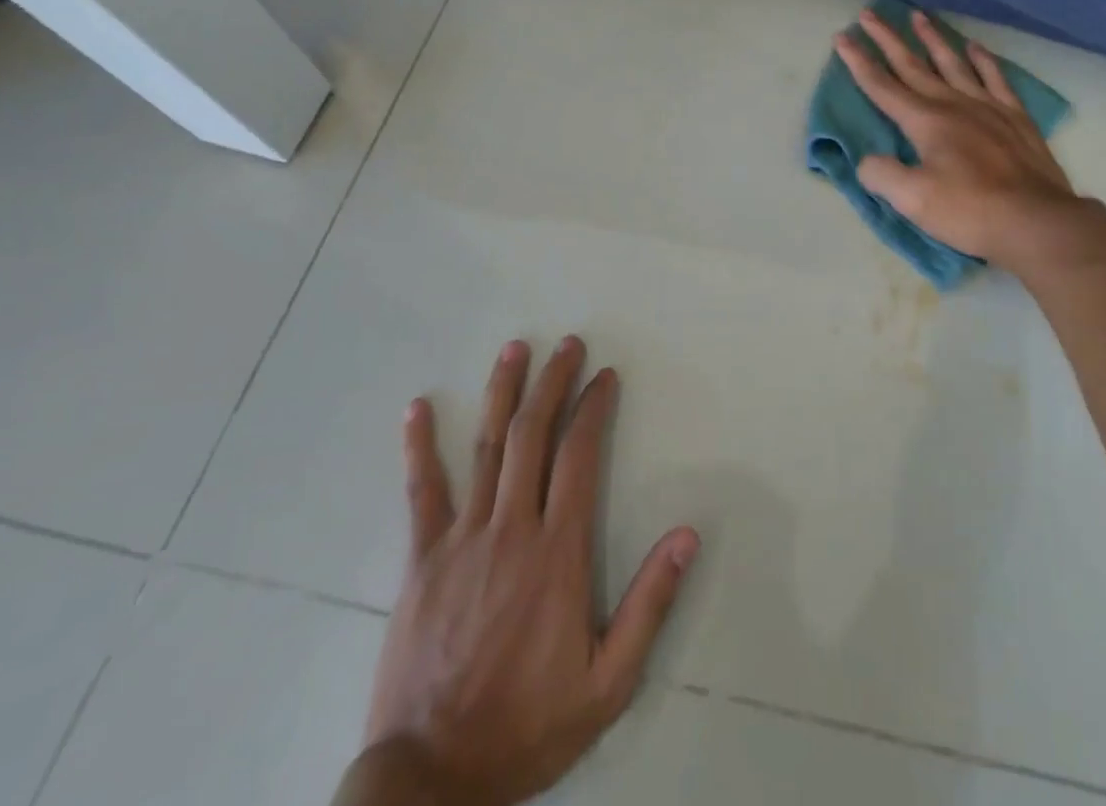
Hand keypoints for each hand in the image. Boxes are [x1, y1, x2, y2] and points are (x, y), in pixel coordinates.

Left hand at [352, 337, 699, 805]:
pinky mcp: (422, 561)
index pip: (579, 456)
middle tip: (566, 343)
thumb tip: (688, 534)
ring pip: (486, 449)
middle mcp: (511, 529)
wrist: (430, 783)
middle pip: (533, 435)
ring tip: (514, 349)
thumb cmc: (527, 727)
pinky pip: (422, 493)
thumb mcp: (608, 682)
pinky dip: (419, 447)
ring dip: (502, 394)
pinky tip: (417, 408)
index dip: (594, 408)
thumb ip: (650, 604)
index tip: (605, 376)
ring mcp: (461, 540)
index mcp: (557, 552)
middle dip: (552, 383)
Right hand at [836, 8, 1103, 272]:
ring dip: (932, 39)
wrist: (1036, 220)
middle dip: (888, 39)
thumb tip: (868, 160)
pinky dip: (983, 60)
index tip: (842, 37)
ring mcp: (987, 106)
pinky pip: (995, 77)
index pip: (882, 86)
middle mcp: (953, 104)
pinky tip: (975, 47)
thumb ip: (882, 175)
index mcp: (925, 121)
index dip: (859, 62)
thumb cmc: (970, 211)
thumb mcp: (913, 200)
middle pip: (913, 65)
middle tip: (869, 14)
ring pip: (953, 62)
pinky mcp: (1015, 117)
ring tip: (918, 15)